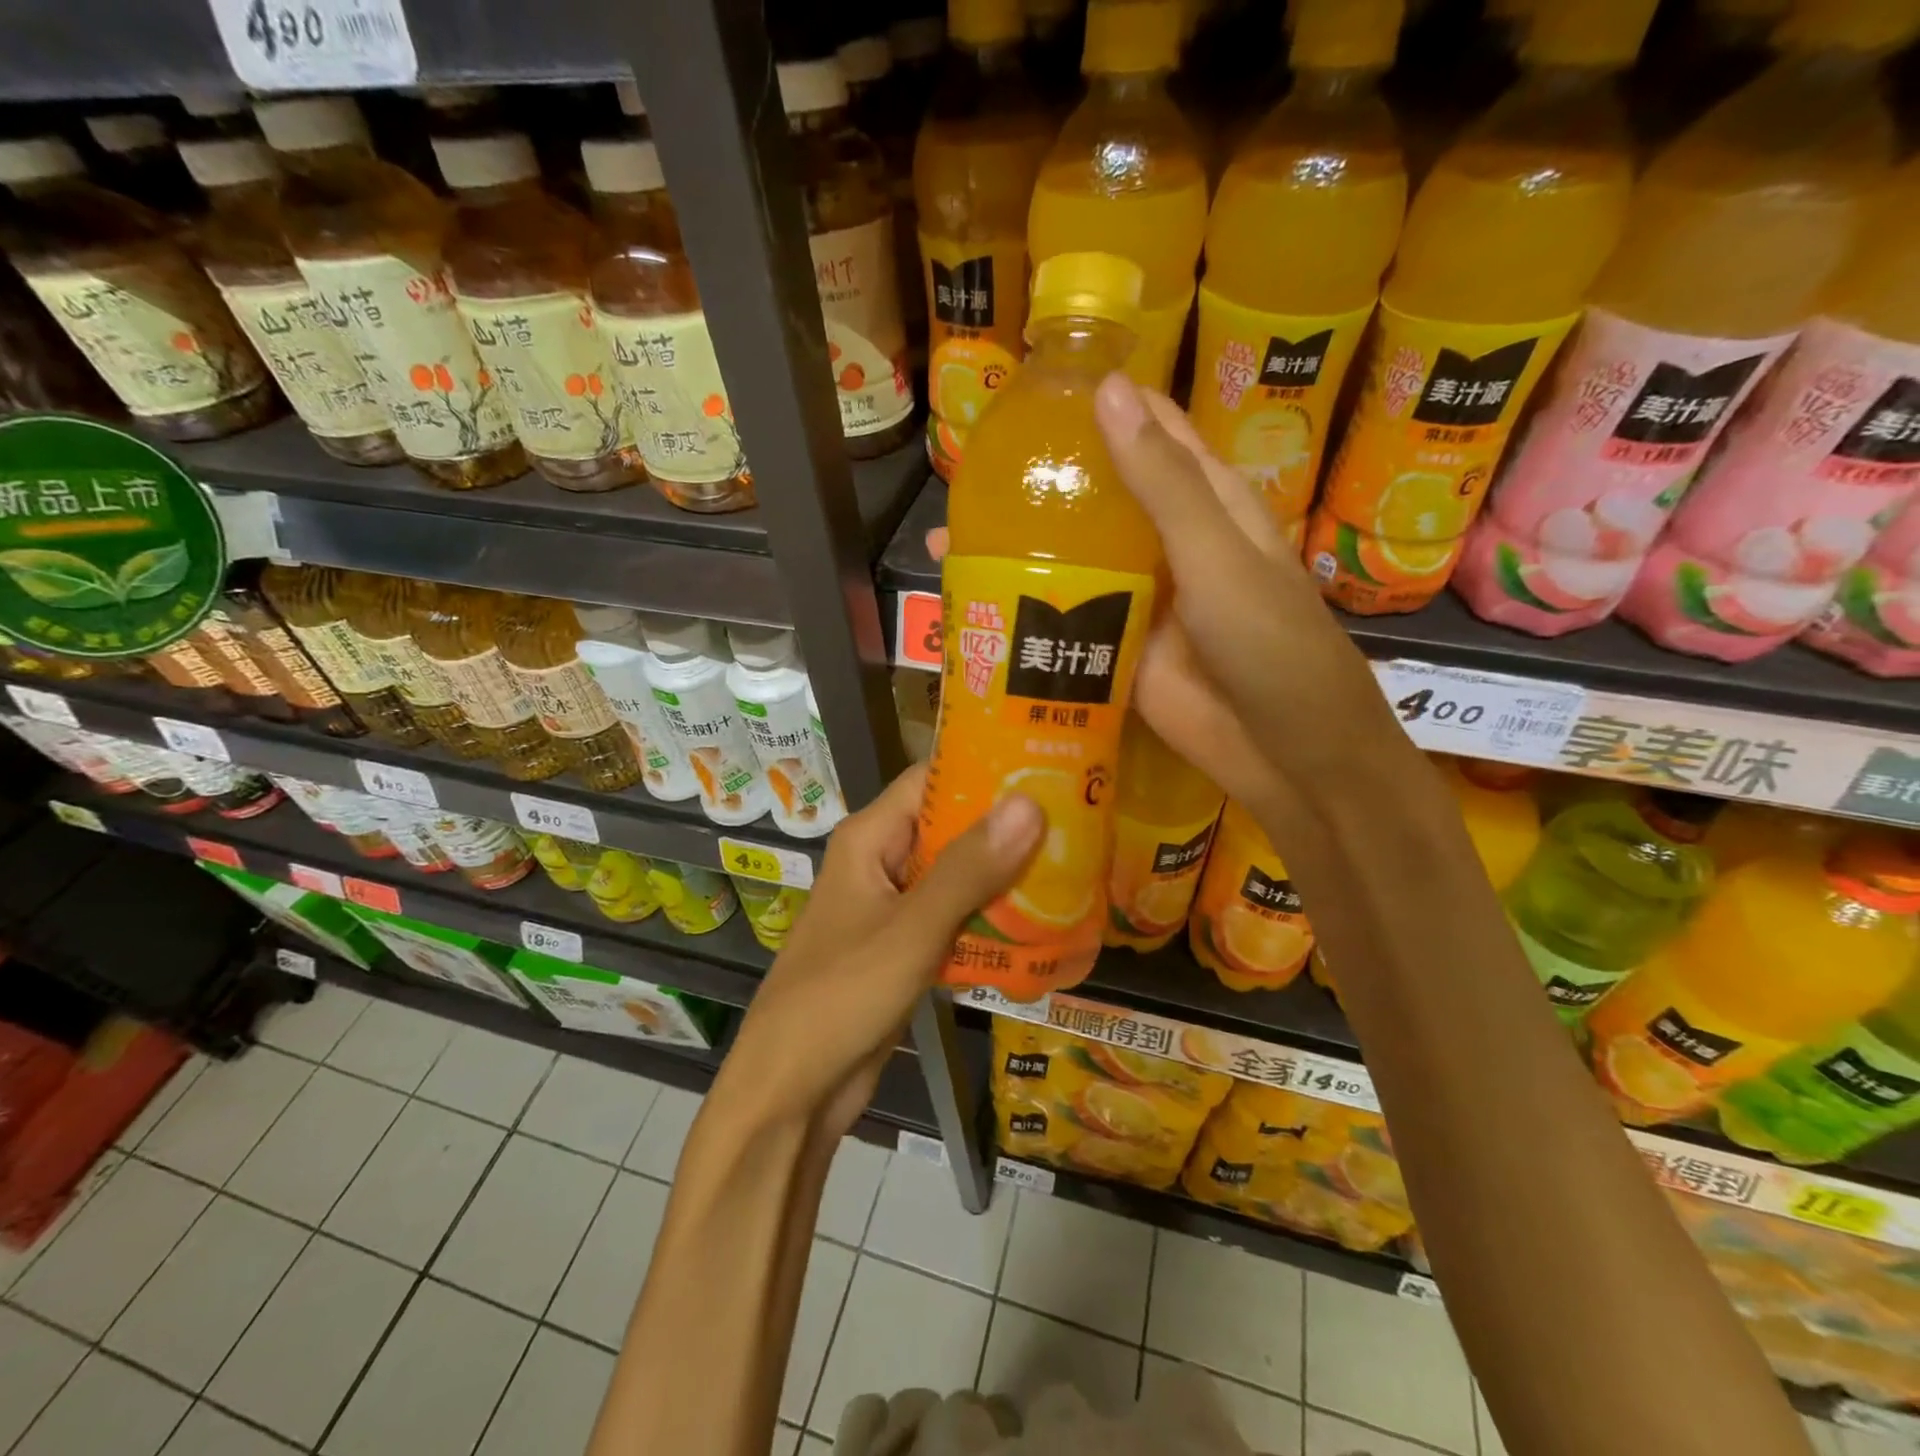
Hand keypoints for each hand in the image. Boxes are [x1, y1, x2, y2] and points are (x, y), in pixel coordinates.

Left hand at [713, 765, 1042, 1140]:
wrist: (790, 1092)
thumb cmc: (840, 998)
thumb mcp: (911, 929)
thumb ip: (969, 869)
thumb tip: (1029, 802)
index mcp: (870, 839)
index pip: (932, 780)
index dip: (986, 769)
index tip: (1048, 767)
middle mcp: (880, 863)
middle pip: (950, 827)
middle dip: (1007, 826)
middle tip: (1077, 819)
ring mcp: (892, 908)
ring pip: (956, 875)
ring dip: (1004, 874)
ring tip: (1073, 863)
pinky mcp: (904, 948)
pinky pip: (953, 918)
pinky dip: (989, 918)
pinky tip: (1041, 922)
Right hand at [929, 374, 1410, 827]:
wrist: (1287, 754)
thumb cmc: (1270, 644)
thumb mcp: (1217, 555)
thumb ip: (1163, 483)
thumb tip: (1107, 390)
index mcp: (1203, 501)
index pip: (1147, 431)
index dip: (1096, 405)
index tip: (1025, 392)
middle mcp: (1165, 542)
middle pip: (1095, 497)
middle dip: (1037, 484)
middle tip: (962, 476)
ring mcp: (1137, 598)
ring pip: (1073, 558)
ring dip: (1019, 548)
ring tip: (944, 538)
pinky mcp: (1115, 648)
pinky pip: (1067, 618)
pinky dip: (1028, 610)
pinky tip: (974, 605)